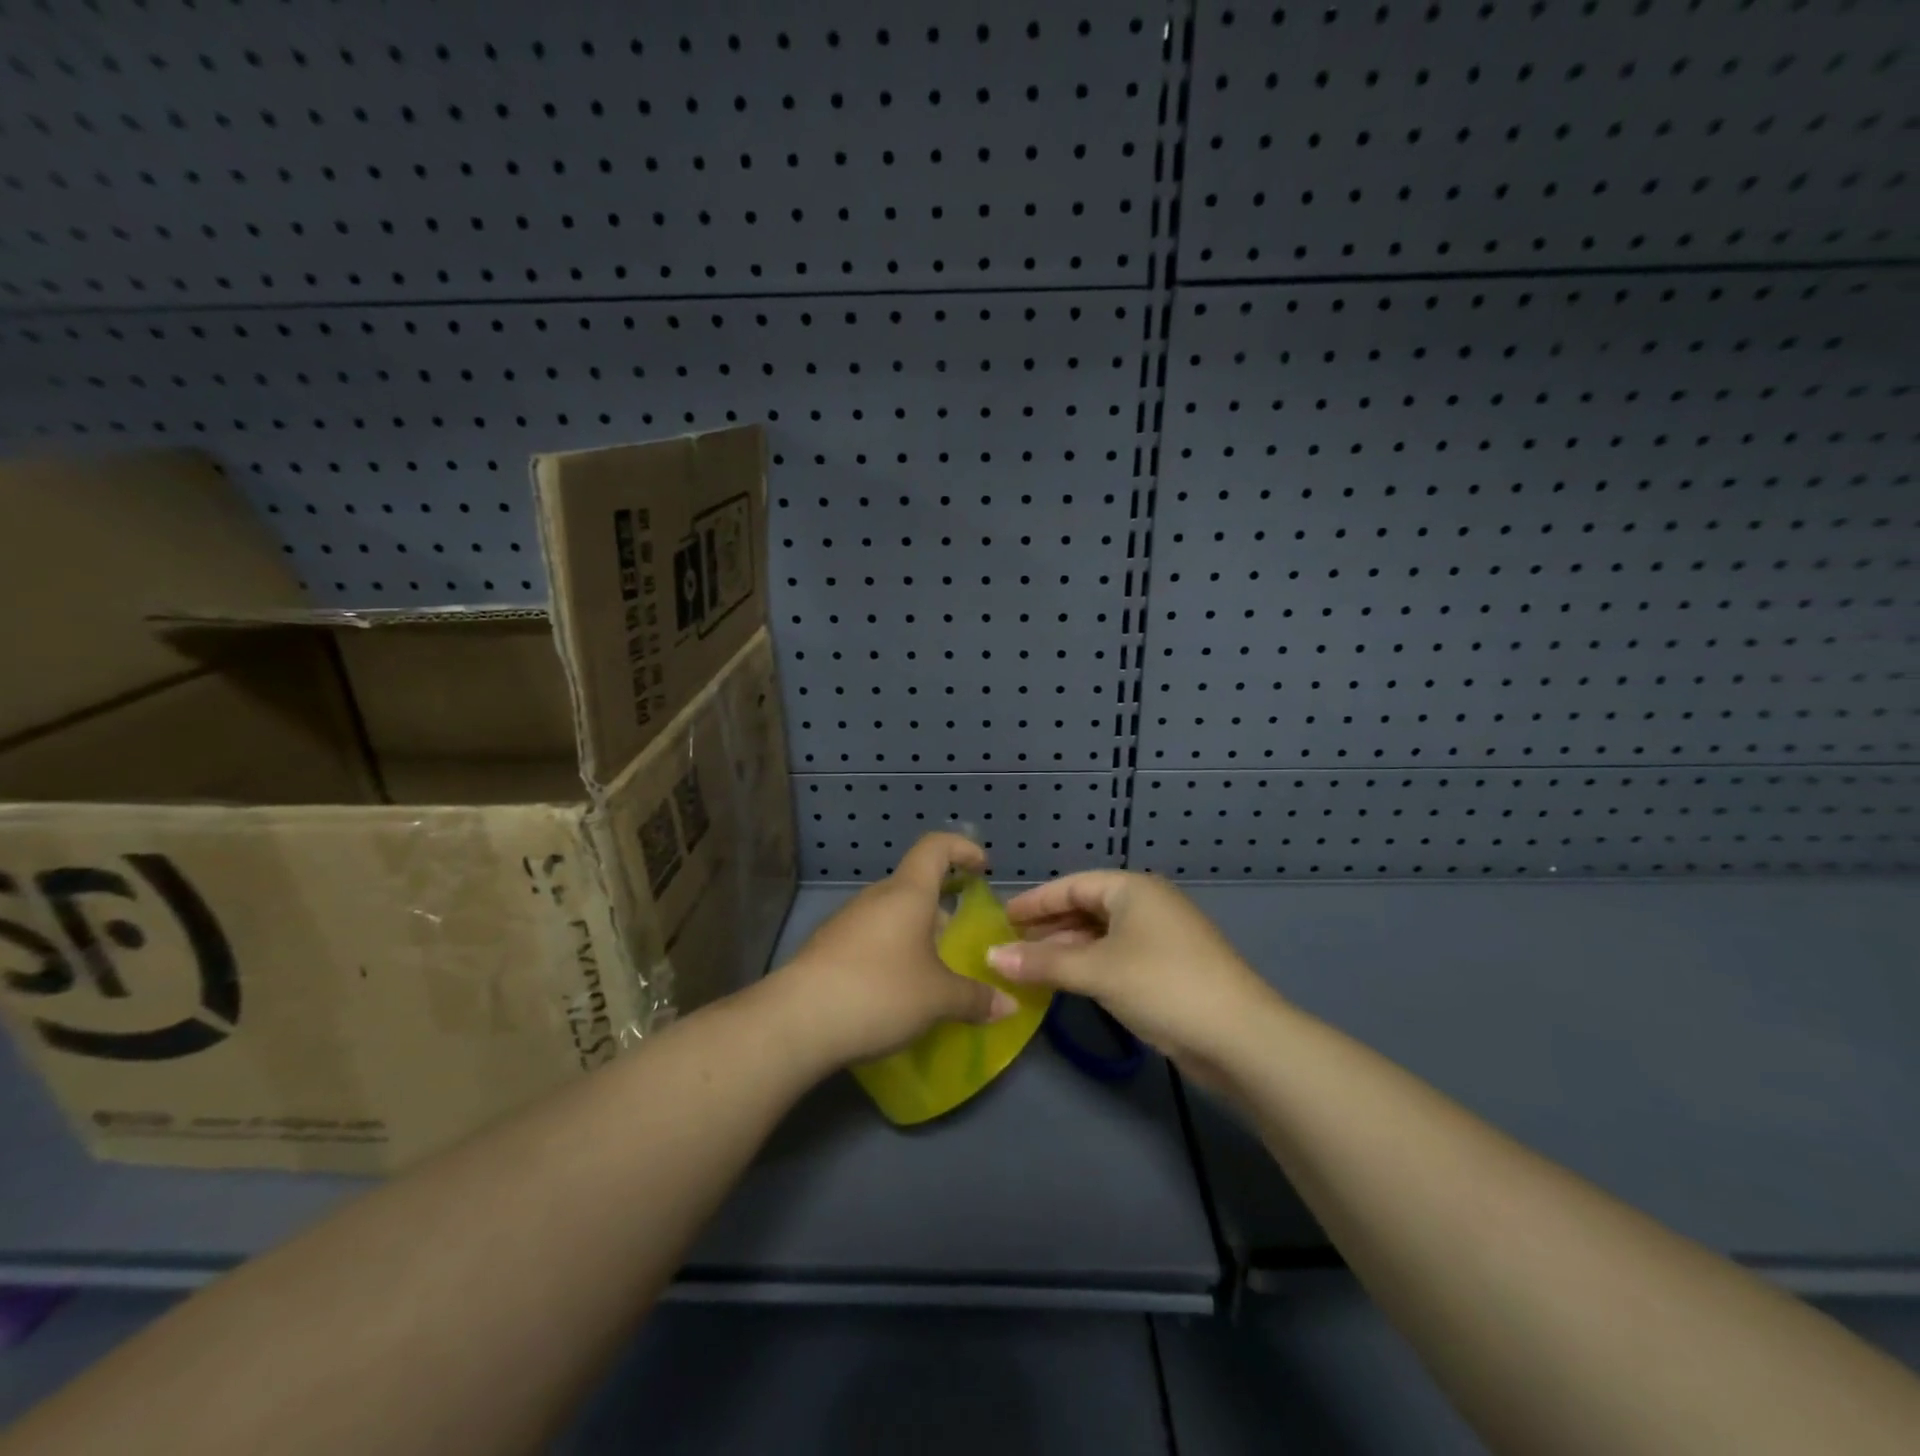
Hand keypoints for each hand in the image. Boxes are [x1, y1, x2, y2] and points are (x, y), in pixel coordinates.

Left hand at [771, 833, 1018, 1068]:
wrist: (797, 1021)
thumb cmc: (880, 992)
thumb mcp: (938, 999)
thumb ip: (975, 998)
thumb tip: (1008, 1004)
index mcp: (907, 893)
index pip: (935, 847)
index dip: (962, 848)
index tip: (982, 868)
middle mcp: (876, 898)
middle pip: (914, 885)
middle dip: (940, 906)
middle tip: (960, 938)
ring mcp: (846, 921)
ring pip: (890, 915)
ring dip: (913, 934)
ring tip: (931, 972)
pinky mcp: (826, 948)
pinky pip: (869, 939)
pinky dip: (889, 953)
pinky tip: (894, 991)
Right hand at [991, 871, 1272, 1088]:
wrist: (1239, 1036)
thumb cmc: (1162, 985)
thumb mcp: (1097, 971)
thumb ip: (1043, 962)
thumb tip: (991, 956)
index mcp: (1132, 889)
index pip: (1072, 885)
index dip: (1035, 901)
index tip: (1002, 917)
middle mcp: (1147, 905)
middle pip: (1087, 908)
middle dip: (1049, 927)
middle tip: (1010, 944)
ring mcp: (1161, 938)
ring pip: (1101, 935)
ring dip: (1066, 949)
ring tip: (1030, 966)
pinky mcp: (1168, 969)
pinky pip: (1116, 956)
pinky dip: (1089, 965)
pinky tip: (1067, 982)